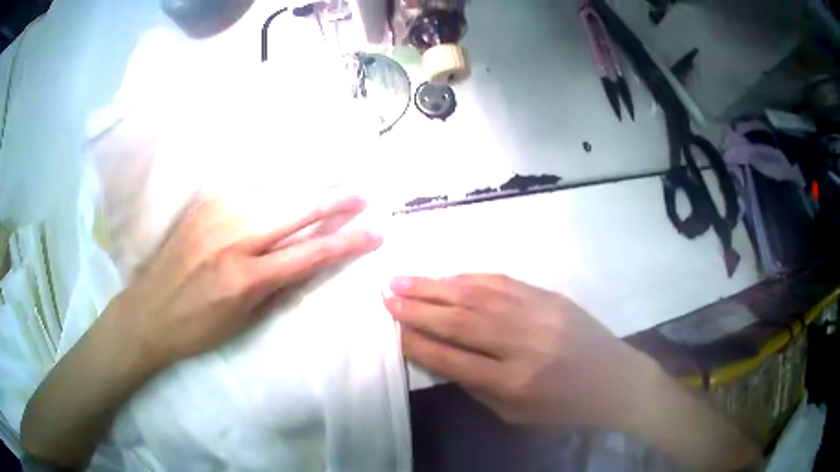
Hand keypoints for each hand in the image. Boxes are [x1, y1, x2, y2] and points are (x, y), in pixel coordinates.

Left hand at [115, 195, 382, 368]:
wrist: (147, 313)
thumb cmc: (196, 328)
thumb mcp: (242, 322)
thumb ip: (276, 289)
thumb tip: (305, 264)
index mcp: (246, 278)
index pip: (309, 253)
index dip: (346, 242)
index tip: (375, 232)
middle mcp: (234, 238)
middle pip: (295, 212)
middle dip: (334, 201)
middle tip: (362, 192)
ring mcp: (216, 215)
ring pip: (272, 192)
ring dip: (307, 185)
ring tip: (334, 177)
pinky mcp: (203, 204)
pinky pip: (246, 189)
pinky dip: (272, 185)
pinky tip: (288, 179)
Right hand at [384, 274, 659, 429]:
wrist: (614, 379)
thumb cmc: (562, 406)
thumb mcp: (515, 413)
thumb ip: (476, 385)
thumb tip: (440, 354)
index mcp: (513, 382)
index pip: (452, 358)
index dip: (417, 343)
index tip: (390, 329)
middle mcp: (522, 343)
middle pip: (459, 321)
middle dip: (417, 308)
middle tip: (385, 294)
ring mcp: (538, 314)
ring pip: (477, 295)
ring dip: (435, 286)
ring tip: (403, 279)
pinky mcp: (549, 296)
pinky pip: (502, 282)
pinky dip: (470, 278)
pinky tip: (447, 276)